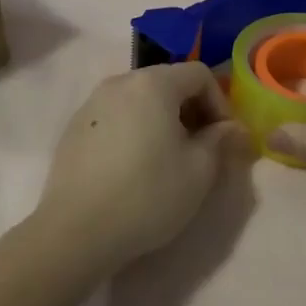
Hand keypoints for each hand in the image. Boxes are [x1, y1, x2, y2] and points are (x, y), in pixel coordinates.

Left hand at [36, 63, 247, 274]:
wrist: (75, 231)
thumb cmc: (147, 195)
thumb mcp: (198, 172)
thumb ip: (220, 141)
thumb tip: (231, 128)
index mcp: (153, 83)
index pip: (199, 74)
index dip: (219, 103)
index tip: (223, 139)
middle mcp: (120, 81)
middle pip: (168, 82)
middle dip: (191, 110)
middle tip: (200, 149)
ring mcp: (92, 103)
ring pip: (140, 99)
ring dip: (162, 120)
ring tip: (167, 159)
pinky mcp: (74, 127)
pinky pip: (116, 116)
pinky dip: (133, 129)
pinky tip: (132, 167)